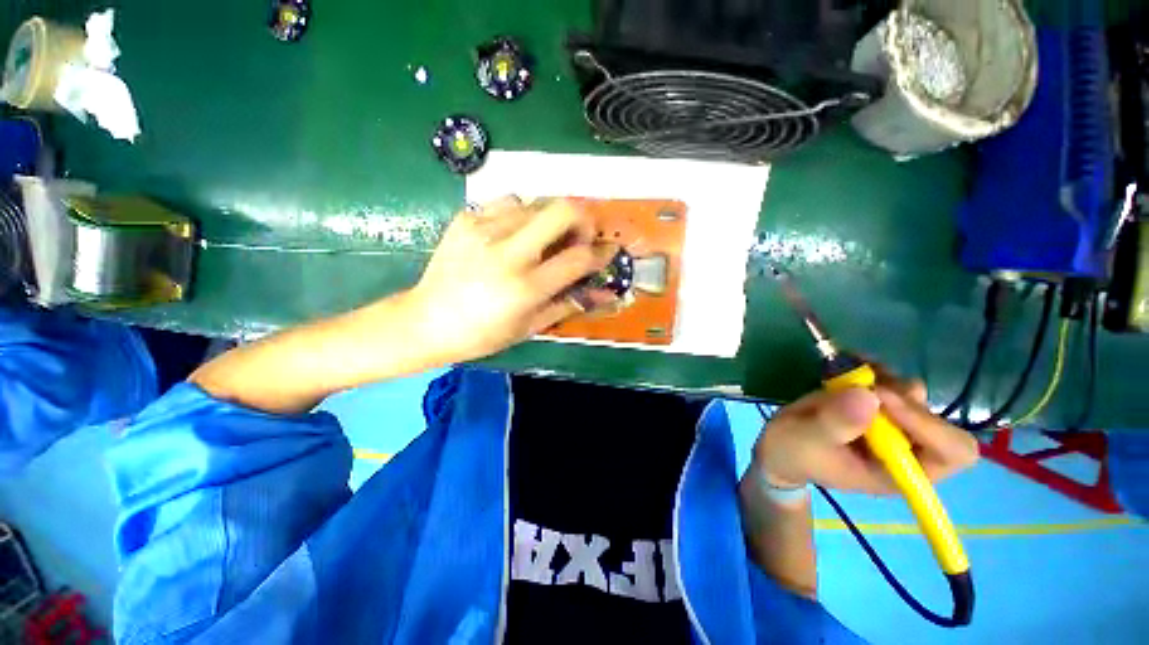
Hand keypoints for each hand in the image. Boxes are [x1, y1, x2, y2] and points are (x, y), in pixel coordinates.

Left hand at [407, 196, 616, 363]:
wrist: (425, 321)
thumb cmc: (482, 334)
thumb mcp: (531, 326)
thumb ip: (571, 304)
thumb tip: (608, 293)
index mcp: (525, 287)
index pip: (579, 258)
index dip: (601, 253)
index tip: (607, 252)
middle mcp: (507, 252)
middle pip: (563, 209)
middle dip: (583, 219)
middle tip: (580, 237)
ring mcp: (483, 229)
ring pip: (536, 202)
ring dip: (550, 219)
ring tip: (542, 241)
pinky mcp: (466, 218)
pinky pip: (507, 202)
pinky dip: (521, 215)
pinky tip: (513, 235)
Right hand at [751, 375, 978, 494]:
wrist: (781, 445)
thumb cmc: (793, 452)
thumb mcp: (805, 440)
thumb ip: (834, 423)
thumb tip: (869, 395)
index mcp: (899, 472)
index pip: (950, 453)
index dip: (928, 424)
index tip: (881, 397)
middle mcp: (907, 450)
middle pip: (939, 421)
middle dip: (904, 400)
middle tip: (866, 385)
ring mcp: (894, 427)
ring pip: (914, 396)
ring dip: (886, 380)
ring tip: (850, 373)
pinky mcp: (877, 408)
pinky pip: (891, 383)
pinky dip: (874, 369)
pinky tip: (850, 365)